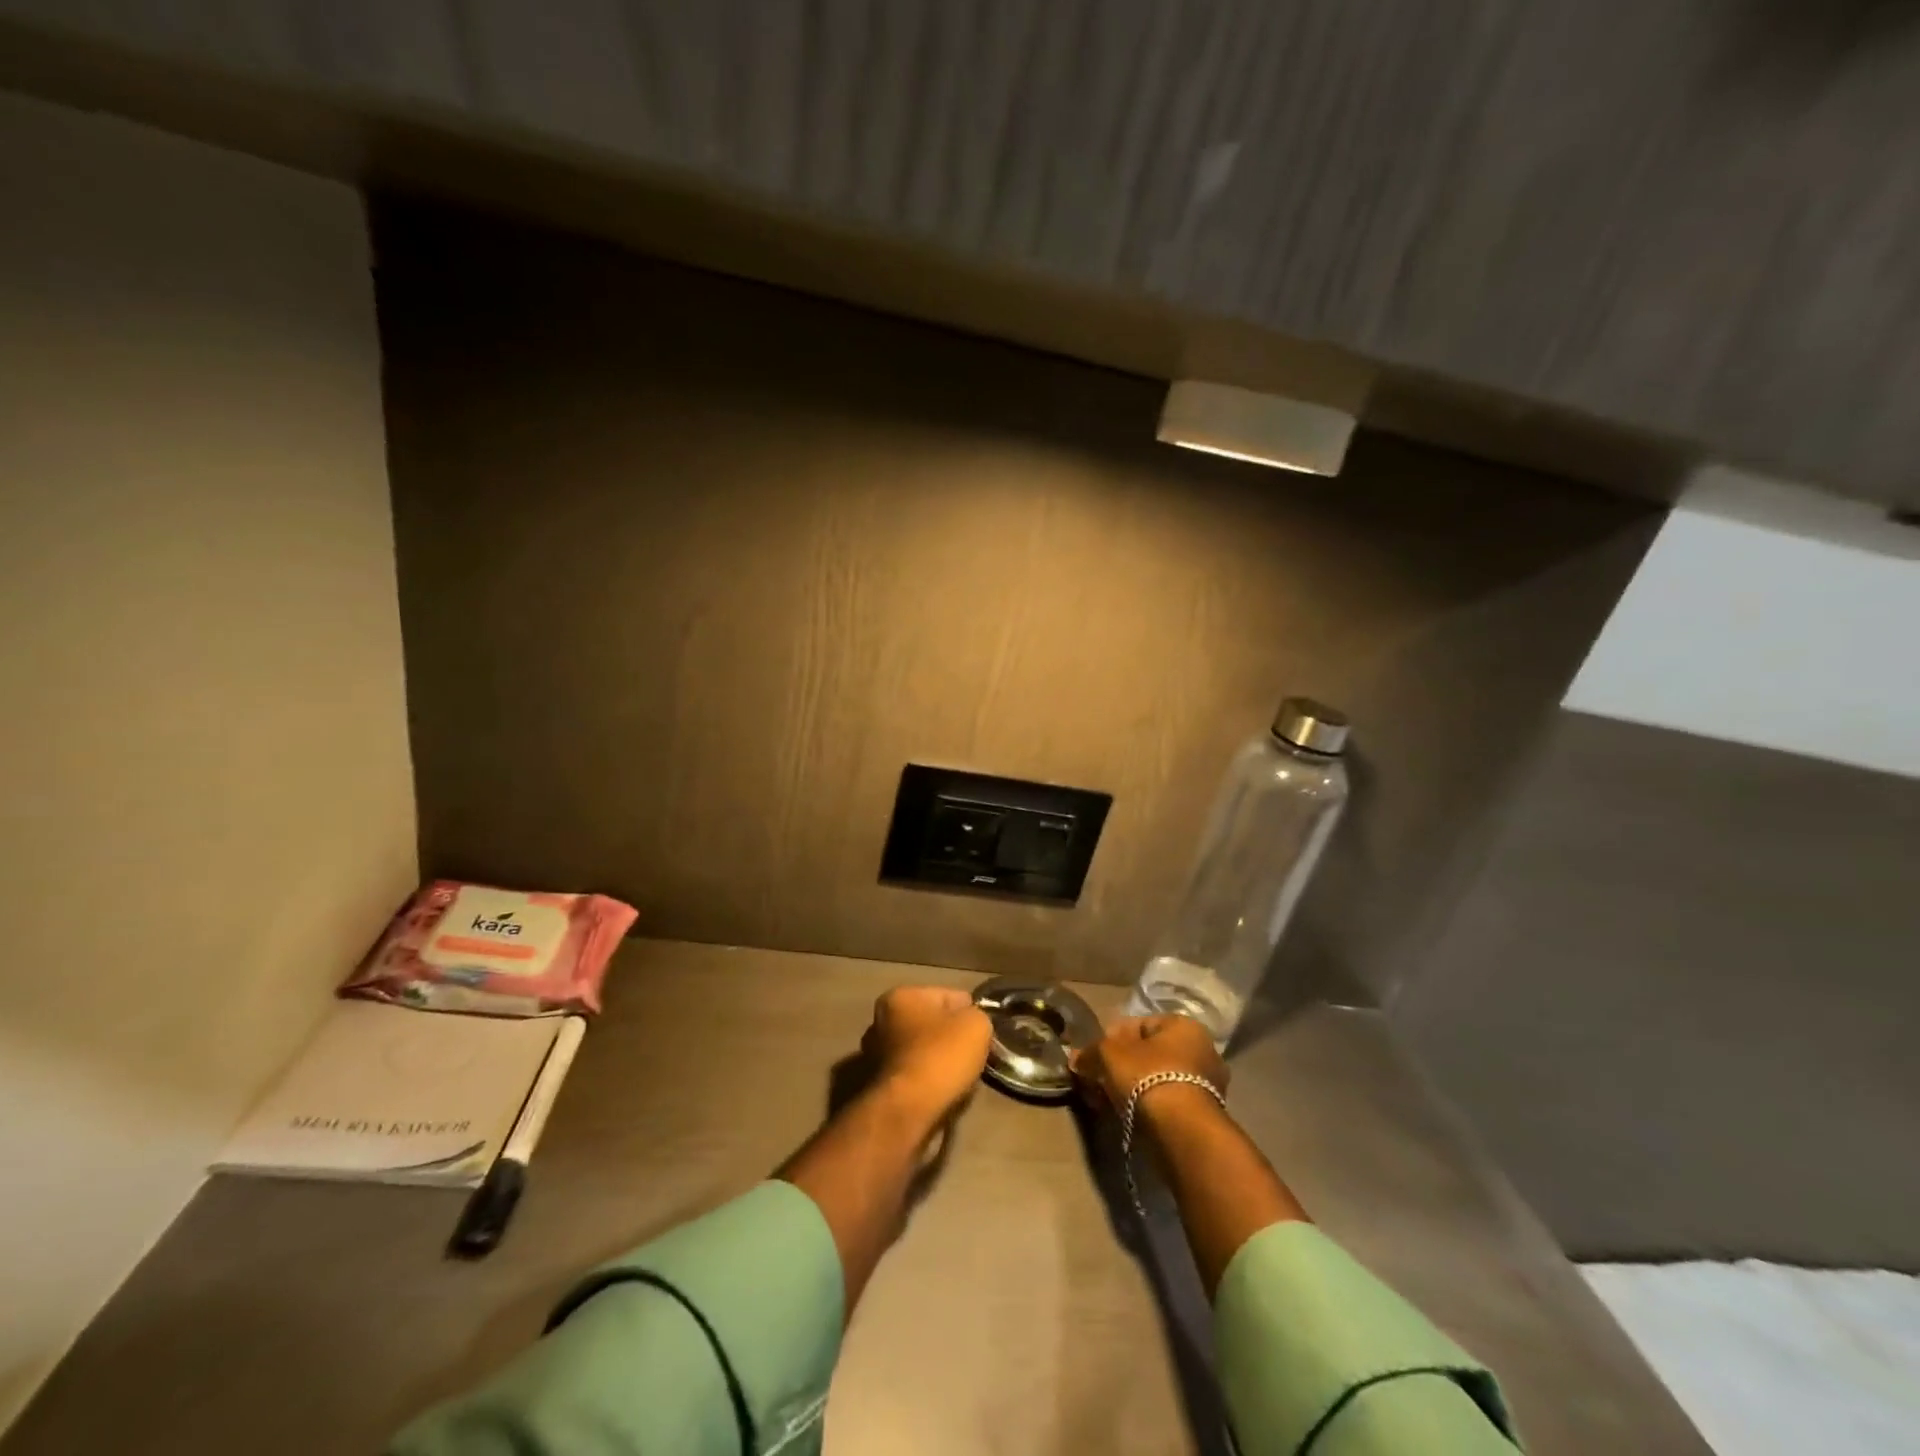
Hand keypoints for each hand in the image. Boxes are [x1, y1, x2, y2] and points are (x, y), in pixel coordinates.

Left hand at [863, 986, 992, 1122]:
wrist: (908, 1111)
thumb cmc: (941, 1057)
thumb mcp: (976, 1025)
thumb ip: (976, 1016)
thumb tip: (970, 1023)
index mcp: (900, 996)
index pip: (948, 996)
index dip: (969, 1014)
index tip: (982, 1034)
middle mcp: (879, 1020)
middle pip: (930, 1024)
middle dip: (950, 1037)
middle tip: (971, 1056)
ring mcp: (873, 1054)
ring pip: (920, 1050)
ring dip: (937, 1061)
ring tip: (957, 1078)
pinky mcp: (876, 1085)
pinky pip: (912, 1075)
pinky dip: (925, 1081)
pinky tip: (940, 1092)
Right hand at [1071, 1015, 1228, 1109]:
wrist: (1181, 1131)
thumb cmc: (1147, 1076)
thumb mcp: (1108, 1054)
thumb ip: (1091, 1052)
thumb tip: (1076, 1058)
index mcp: (1184, 1025)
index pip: (1141, 1024)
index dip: (1113, 1037)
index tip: (1095, 1054)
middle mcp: (1202, 1050)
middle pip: (1150, 1053)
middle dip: (1123, 1065)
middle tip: (1099, 1079)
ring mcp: (1208, 1085)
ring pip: (1158, 1080)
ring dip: (1133, 1088)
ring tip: (1108, 1101)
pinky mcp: (1204, 1116)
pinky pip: (1167, 1103)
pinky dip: (1147, 1106)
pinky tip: (1126, 1116)